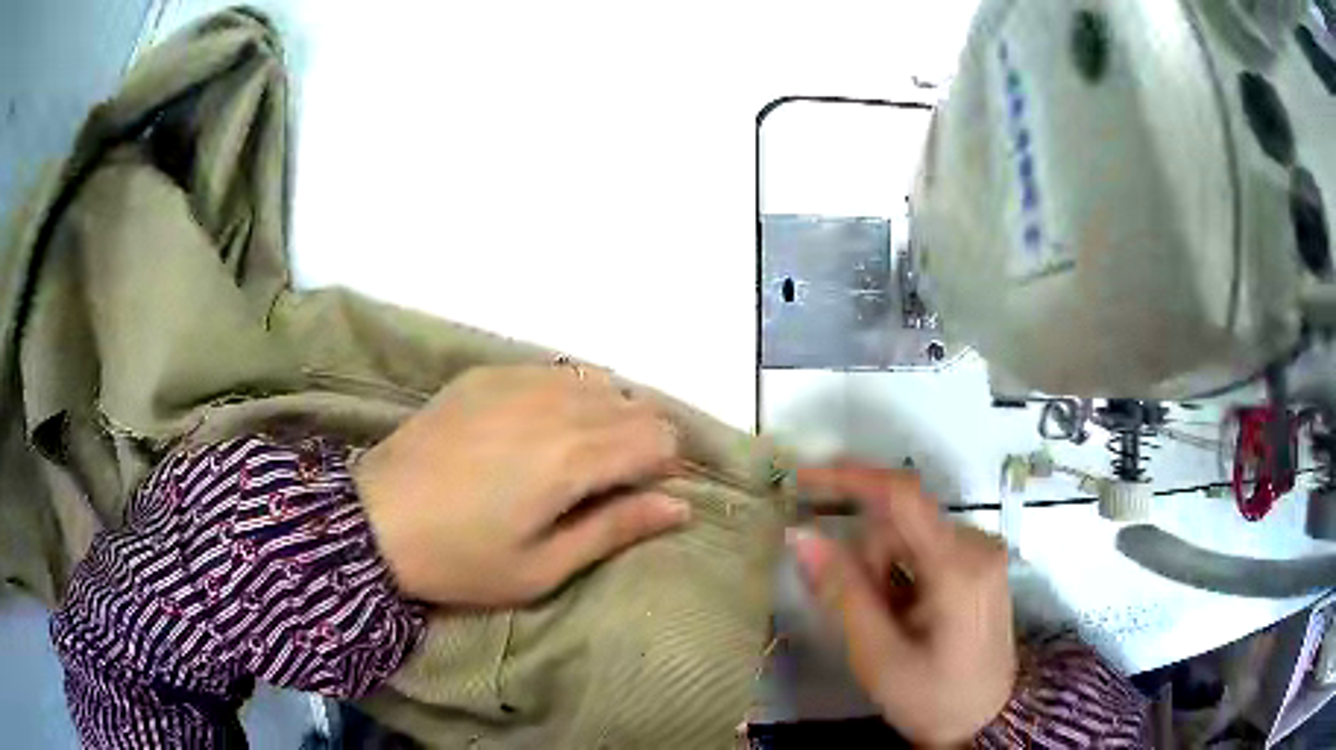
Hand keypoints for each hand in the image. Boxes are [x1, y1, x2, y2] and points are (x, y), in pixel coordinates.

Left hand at [354, 365, 688, 606]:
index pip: (659, 437)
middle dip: (640, 440)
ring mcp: (516, 380)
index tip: (639, 495)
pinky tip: (539, 426)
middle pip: (635, 404)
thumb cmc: (461, 559)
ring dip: (606, 414)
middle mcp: (554, 404)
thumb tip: (679, 506)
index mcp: (573, 457)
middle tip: (608, 483)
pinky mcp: (486, 373)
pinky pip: (553, 369)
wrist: (373, 520)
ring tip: (575, 455)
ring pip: (598, 380)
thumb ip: (615, 529)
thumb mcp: (542, 568)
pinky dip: (567, 394)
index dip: (663, 467)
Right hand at [788, 464, 1015, 745]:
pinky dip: (902, 574)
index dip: (848, 477)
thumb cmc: (932, 699)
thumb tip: (800, 535)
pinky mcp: (981, 564)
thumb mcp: (878, 655)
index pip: (902, 496)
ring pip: (911, 536)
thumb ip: (842, 592)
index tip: (800, 478)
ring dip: (883, 570)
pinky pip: (927, 549)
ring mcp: (984, 552)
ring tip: (885, 624)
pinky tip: (904, 614)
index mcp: (958, 567)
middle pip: (901, 524)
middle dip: (866, 558)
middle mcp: (977, 545)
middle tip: (856, 613)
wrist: (985, 722)